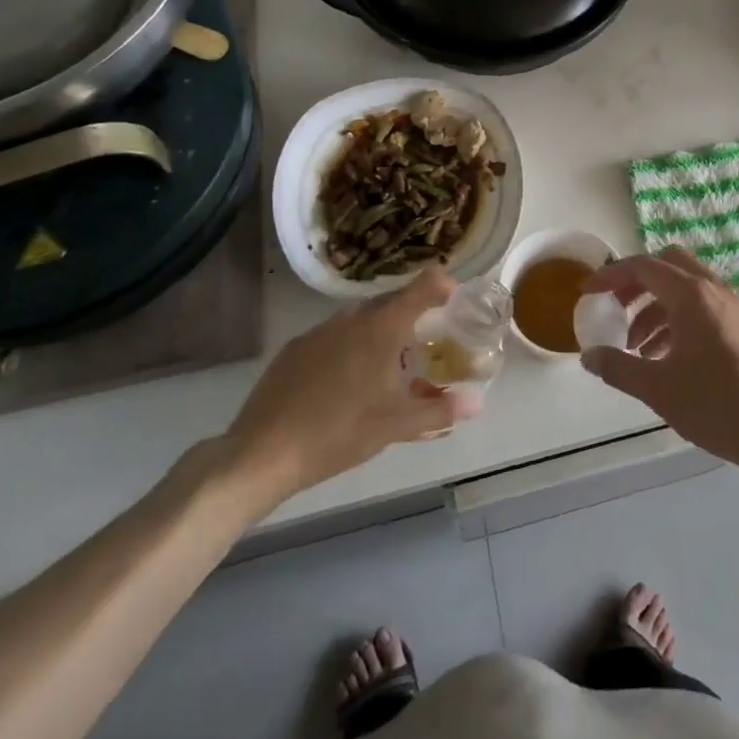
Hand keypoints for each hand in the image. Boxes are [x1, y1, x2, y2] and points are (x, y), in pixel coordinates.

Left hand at [215, 269, 466, 521]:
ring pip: (360, 320)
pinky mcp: (294, 349)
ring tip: (386, 365)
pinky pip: (333, 337)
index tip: (455, 298)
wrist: (261, 453)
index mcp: (382, 328)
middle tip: (425, 340)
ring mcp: (319, 331)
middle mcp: (353, 318)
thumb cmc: (339, 433)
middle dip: (412, 314)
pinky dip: (349, 347)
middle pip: (391, 302)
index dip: (443, 285)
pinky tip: (345, 382)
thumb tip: (477, 402)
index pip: (423, 287)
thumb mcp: (395, 425)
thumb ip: (439, 410)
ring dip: (379, 332)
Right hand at [580, 248, 738, 472]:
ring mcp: (735, 306)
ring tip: (638, 348)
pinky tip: (670, 357)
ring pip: (688, 287)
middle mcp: (715, 290)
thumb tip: (589, 356)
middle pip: (668, 265)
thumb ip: (619, 368)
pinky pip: (705, 306)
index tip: (588, 291)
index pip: (644, 267)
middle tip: (616, 309)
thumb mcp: (659, 390)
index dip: (611, 275)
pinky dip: (680, 319)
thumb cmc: (718, 406)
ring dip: (657, 306)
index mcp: (692, 296)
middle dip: (637, 282)